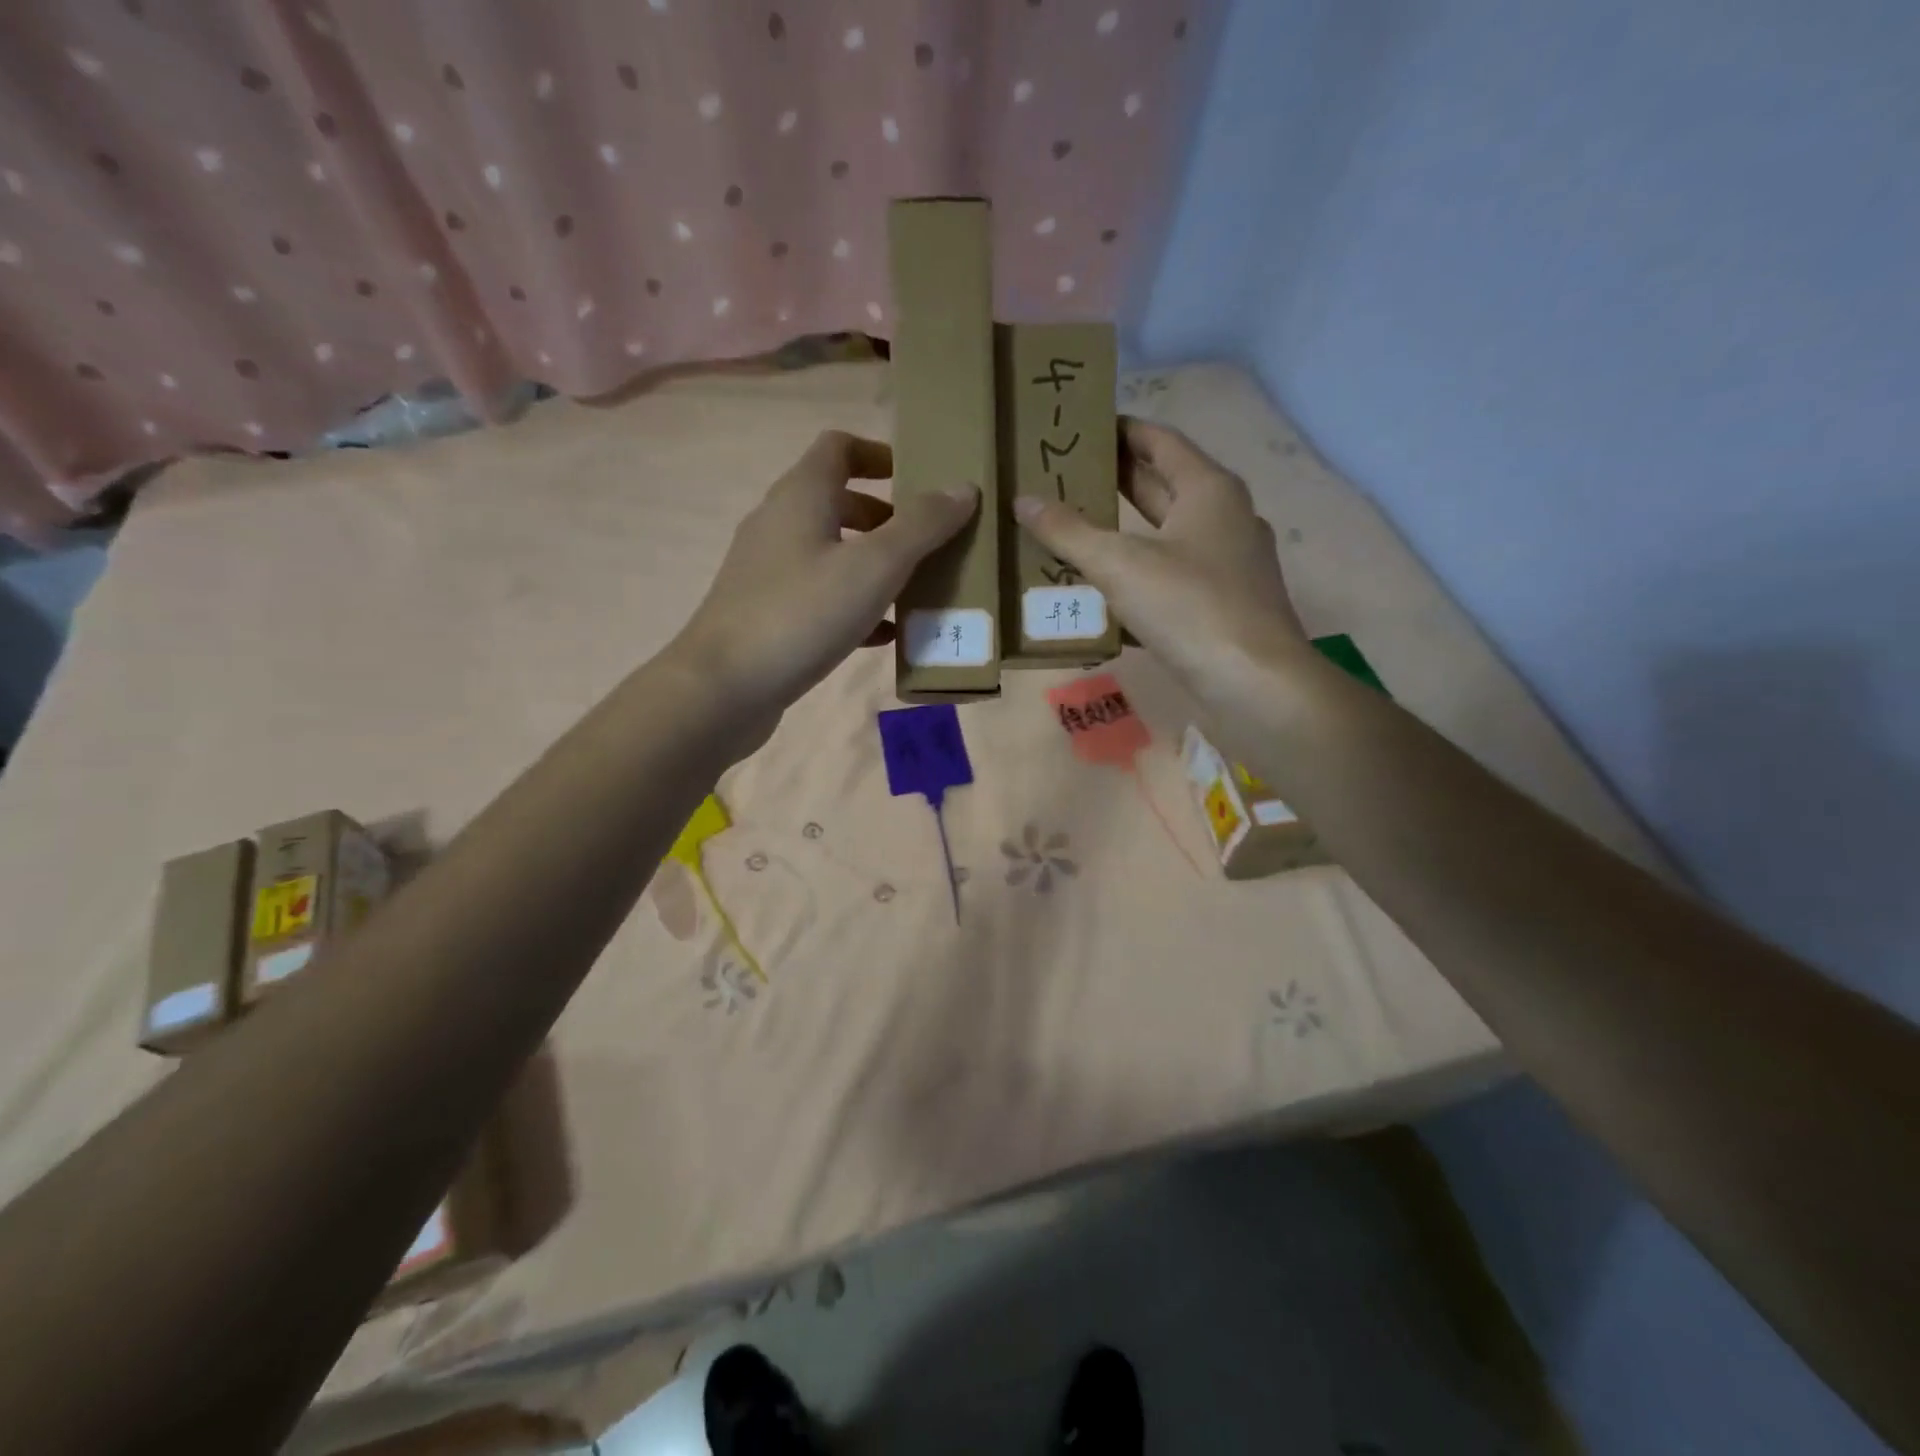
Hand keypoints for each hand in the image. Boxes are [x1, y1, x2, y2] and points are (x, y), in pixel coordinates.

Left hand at [670, 430, 977, 736]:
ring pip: (830, 552)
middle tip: (927, 541)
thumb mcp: (874, 566)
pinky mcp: (767, 613)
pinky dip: (854, 603)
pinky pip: (820, 595)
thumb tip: (963, 488)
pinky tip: (884, 634)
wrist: (724, 688)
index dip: (880, 454)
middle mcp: (779, 523)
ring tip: (915, 589)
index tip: (918, 480)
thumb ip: (922, 526)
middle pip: (837, 501)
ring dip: (873, 563)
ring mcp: (768, 571)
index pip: (839, 447)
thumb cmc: (802, 614)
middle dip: (886, 517)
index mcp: (801, 495)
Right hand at [1014, 418, 1306, 707]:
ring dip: (1122, 532)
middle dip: (1114, 479)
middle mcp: (1224, 518)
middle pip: (1161, 486)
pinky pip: (1170, 577)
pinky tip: (1101, 591)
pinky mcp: (1221, 605)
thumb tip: (1023, 500)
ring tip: (1071, 529)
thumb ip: (1069, 531)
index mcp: (1208, 489)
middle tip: (1062, 476)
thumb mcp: (1120, 564)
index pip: (1159, 441)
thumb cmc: (1189, 606)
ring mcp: (1227, 564)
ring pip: (1165, 536)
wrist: (1253, 683)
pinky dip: (1138, 576)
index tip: (1080, 427)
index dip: (1119, 430)